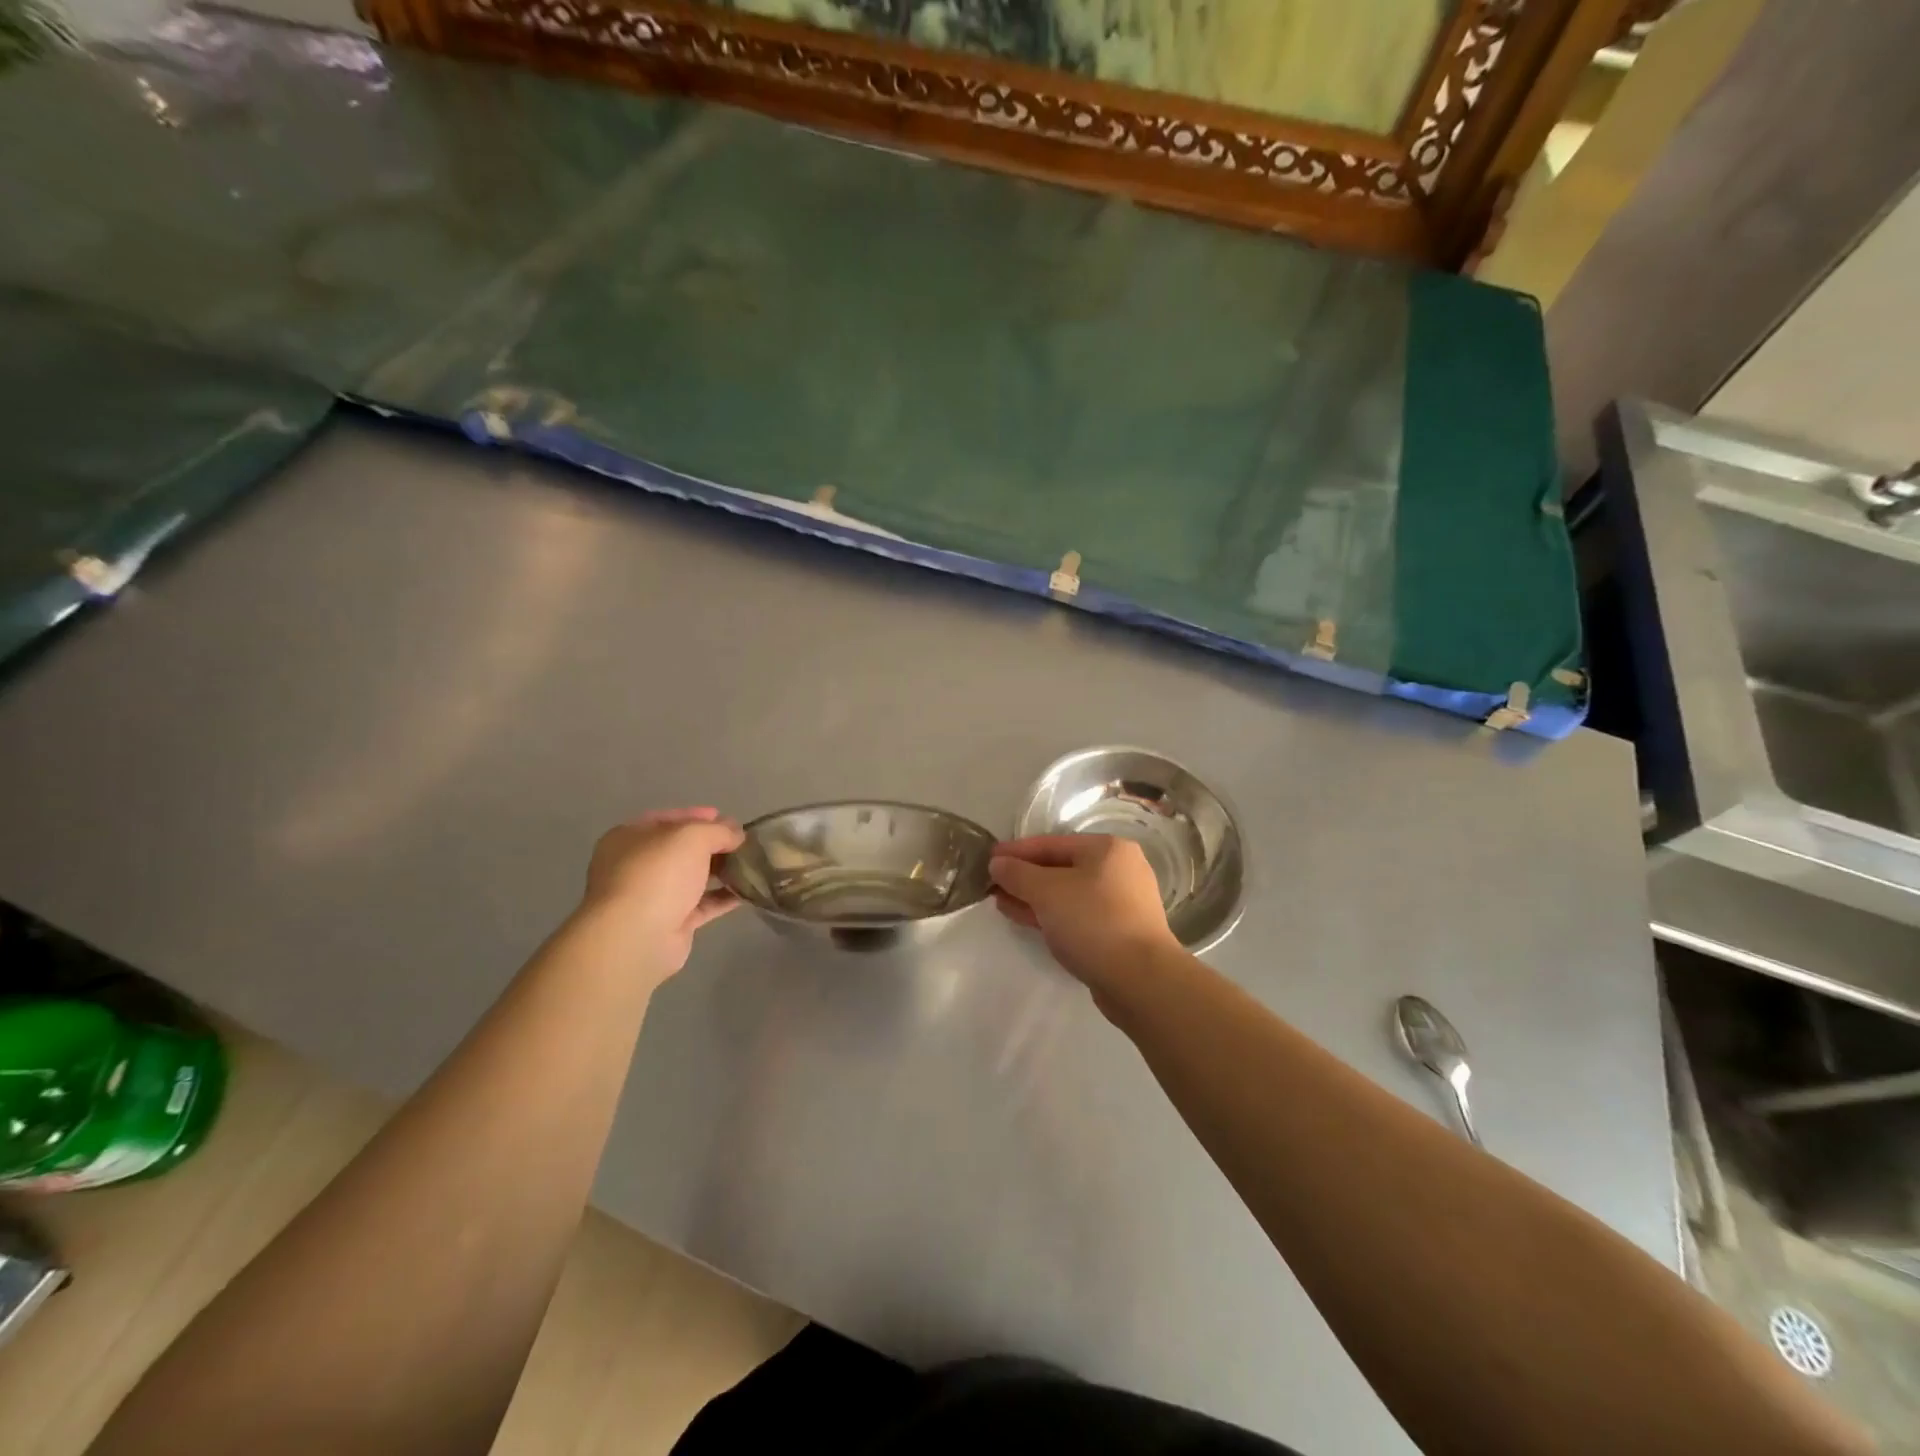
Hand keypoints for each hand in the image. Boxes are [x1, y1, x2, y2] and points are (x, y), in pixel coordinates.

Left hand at [578, 808, 743, 976]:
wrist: (637, 937)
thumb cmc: (658, 874)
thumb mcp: (693, 836)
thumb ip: (719, 830)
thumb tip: (736, 835)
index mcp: (630, 838)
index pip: (667, 819)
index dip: (697, 815)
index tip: (726, 817)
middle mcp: (637, 866)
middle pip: (681, 850)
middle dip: (713, 845)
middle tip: (743, 843)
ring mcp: (652, 897)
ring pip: (692, 878)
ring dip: (721, 871)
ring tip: (751, 865)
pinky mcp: (670, 924)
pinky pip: (702, 905)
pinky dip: (723, 898)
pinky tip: (748, 891)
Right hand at [989, 835, 1178, 988]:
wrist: (1140, 979)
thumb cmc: (1093, 921)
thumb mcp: (1047, 892)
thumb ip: (1017, 873)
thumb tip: (997, 863)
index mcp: (1107, 849)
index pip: (1051, 843)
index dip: (1016, 851)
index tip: (988, 858)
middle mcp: (1119, 869)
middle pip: (1060, 868)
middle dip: (1024, 877)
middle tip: (992, 884)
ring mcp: (1122, 902)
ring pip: (1068, 893)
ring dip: (1034, 898)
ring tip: (1001, 903)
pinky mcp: (1119, 931)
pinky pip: (1077, 914)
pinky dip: (1051, 914)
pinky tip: (1027, 919)